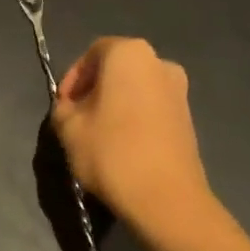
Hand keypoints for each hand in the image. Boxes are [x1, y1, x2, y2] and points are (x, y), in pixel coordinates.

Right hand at [51, 37, 209, 231]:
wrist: (165, 197)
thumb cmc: (111, 152)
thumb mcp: (69, 129)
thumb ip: (63, 109)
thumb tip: (70, 109)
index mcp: (129, 54)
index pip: (92, 53)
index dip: (72, 78)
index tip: (62, 105)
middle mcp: (160, 62)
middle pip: (117, 69)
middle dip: (94, 90)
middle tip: (76, 118)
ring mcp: (179, 90)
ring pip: (135, 89)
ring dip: (114, 105)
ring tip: (97, 135)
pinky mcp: (188, 118)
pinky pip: (151, 108)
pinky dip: (133, 118)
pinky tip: (121, 146)